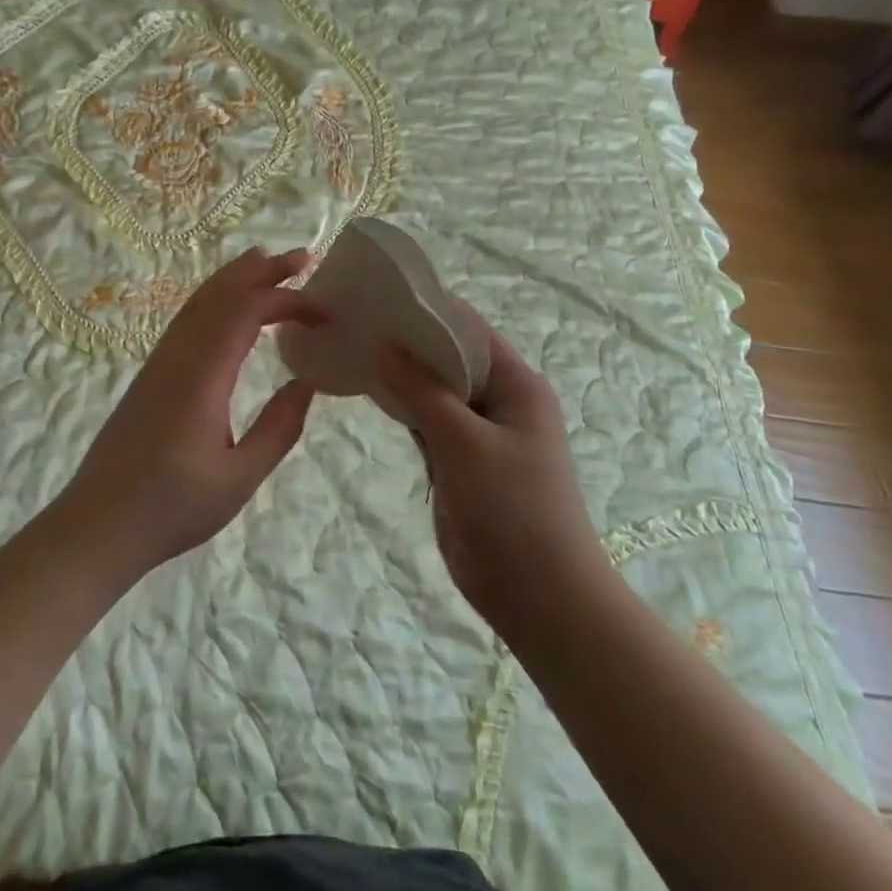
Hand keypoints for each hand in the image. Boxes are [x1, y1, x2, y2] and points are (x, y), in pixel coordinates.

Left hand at [58, 248, 325, 578]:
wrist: (97, 525)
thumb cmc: (171, 508)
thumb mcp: (238, 478)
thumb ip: (278, 428)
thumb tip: (308, 383)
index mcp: (201, 377)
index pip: (246, 313)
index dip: (288, 301)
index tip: (325, 313)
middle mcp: (177, 357)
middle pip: (219, 295)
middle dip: (261, 271)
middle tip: (302, 258)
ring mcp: (158, 363)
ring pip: (198, 303)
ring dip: (235, 279)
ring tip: (267, 264)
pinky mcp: (150, 375)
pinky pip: (186, 320)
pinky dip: (214, 300)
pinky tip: (227, 309)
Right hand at [377, 309, 610, 634]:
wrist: (540, 596)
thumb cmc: (513, 508)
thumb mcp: (464, 442)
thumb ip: (422, 391)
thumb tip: (383, 345)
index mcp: (515, 384)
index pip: (467, 329)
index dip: (425, 308)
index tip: (377, 294)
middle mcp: (498, 400)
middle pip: (448, 356)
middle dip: (406, 340)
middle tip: (354, 321)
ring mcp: (478, 432)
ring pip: (434, 390)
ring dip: (401, 373)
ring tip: (352, 347)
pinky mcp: (459, 460)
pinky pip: (427, 421)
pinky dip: (401, 407)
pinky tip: (367, 391)